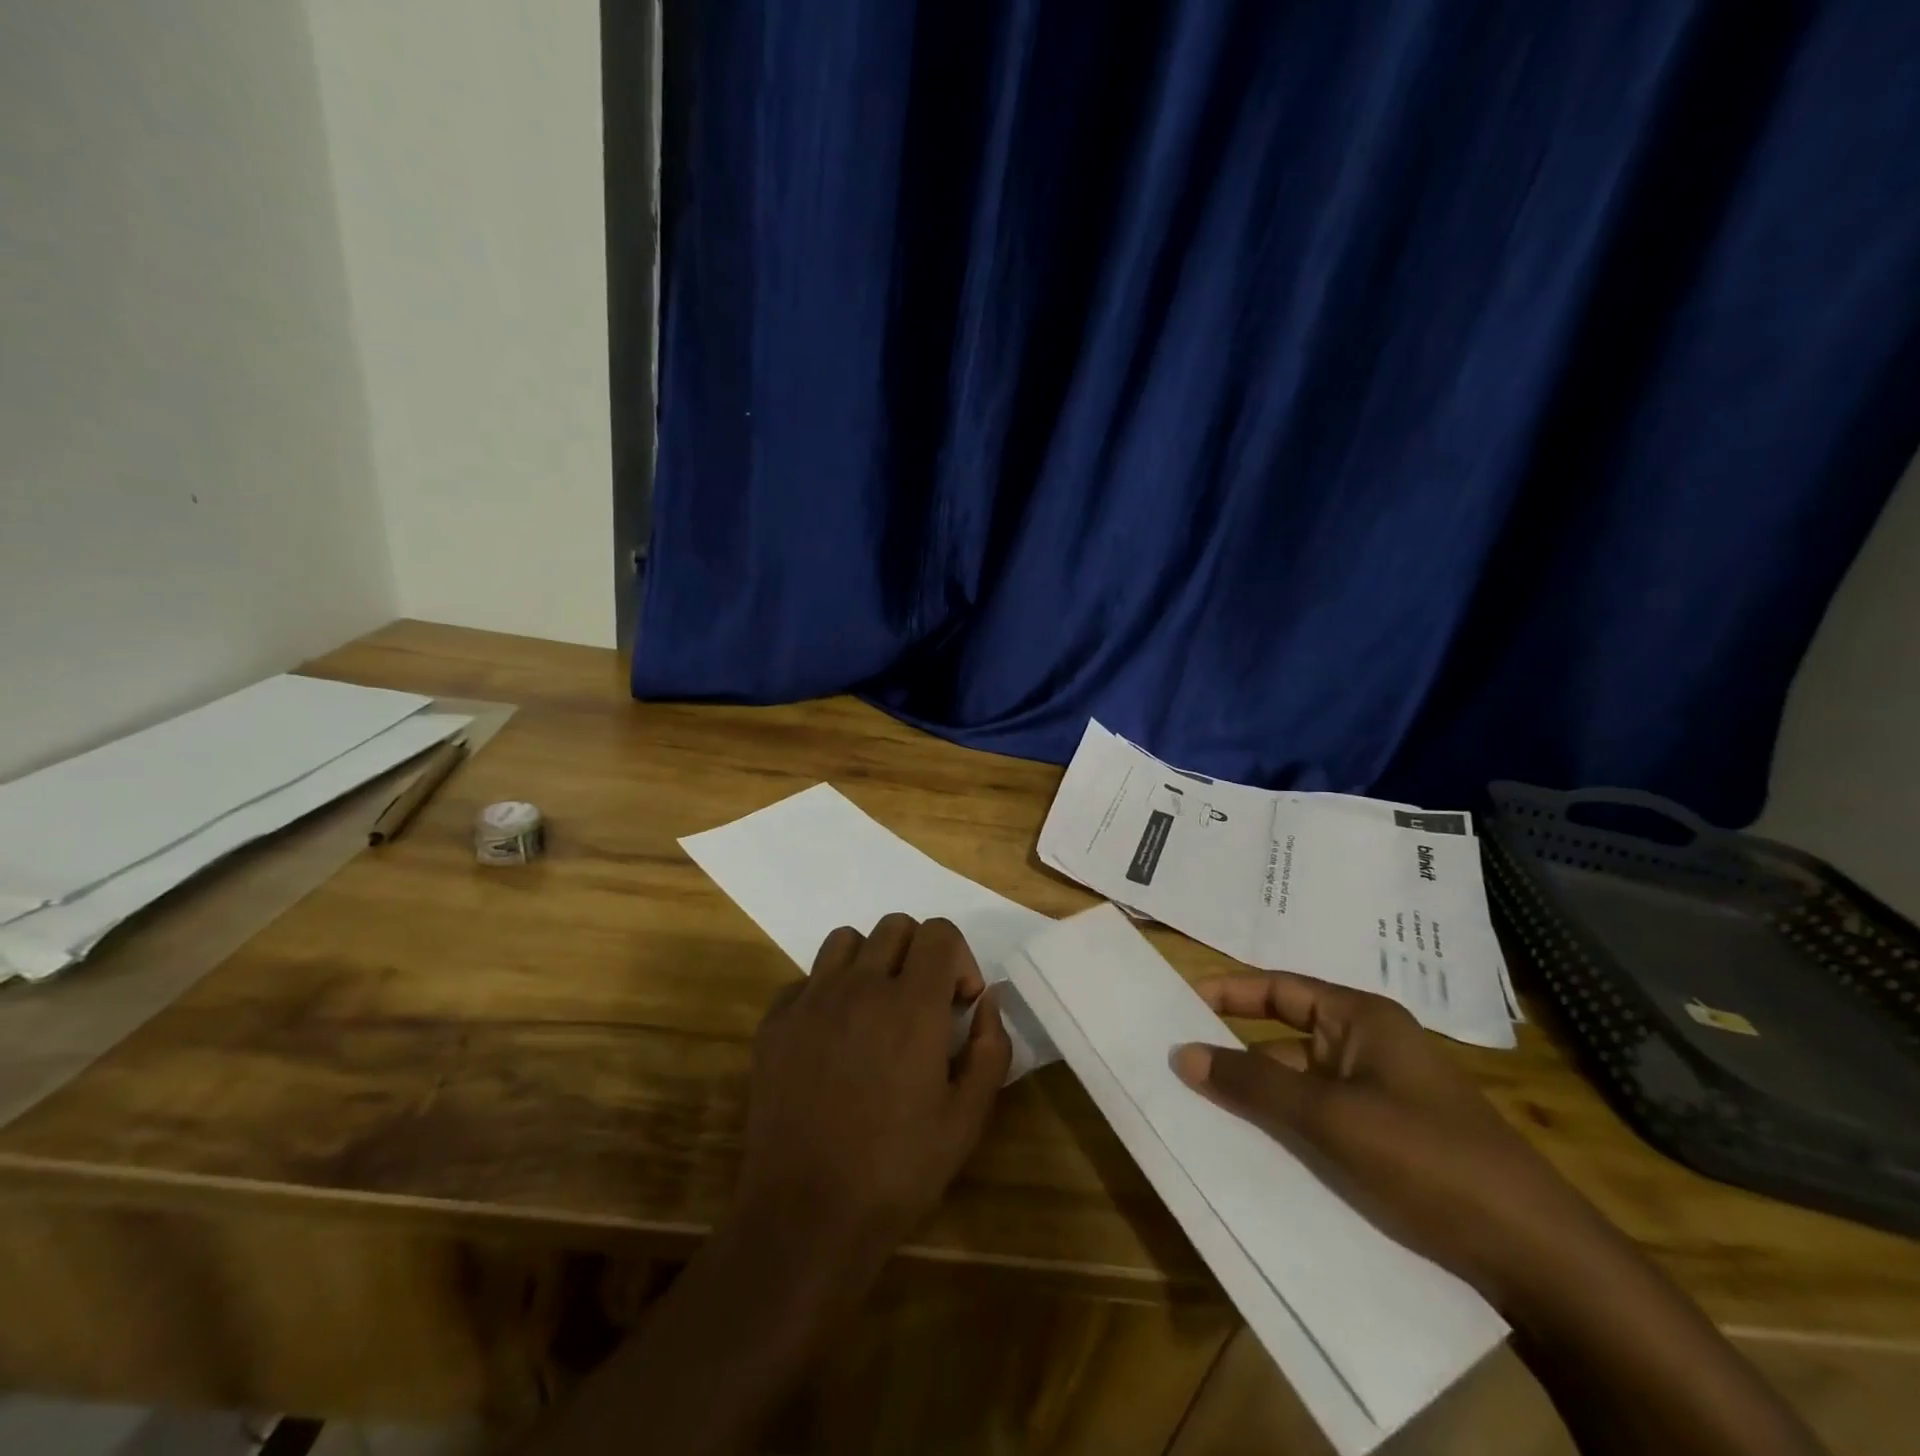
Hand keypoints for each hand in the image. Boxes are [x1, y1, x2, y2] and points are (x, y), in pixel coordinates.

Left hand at [733, 914, 1010, 1275]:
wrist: (805, 1216)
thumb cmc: (898, 1170)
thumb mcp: (967, 1118)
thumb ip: (990, 1048)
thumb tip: (989, 1000)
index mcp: (912, 1005)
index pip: (940, 933)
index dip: (960, 959)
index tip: (959, 1004)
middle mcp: (859, 987)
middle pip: (895, 926)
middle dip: (920, 954)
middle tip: (922, 1005)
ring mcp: (811, 1001)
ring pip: (846, 941)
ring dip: (871, 961)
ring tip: (876, 1009)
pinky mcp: (775, 1024)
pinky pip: (806, 979)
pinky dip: (827, 993)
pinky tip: (833, 1039)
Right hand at [1173, 972, 1609, 1314]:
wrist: (1538, 1258)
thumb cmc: (1428, 1159)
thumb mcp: (1330, 1118)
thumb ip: (1253, 1084)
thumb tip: (1183, 1054)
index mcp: (1361, 1020)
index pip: (1279, 988)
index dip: (1228, 993)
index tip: (1179, 1006)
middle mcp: (1368, 1048)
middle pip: (1283, 1040)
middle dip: (1235, 1057)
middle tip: (1177, 1070)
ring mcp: (1379, 1097)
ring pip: (1299, 1088)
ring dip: (1258, 1101)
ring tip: (1199, 1117)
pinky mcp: (1387, 1142)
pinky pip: (1319, 1123)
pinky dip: (1286, 1132)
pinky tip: (1252, 1156)